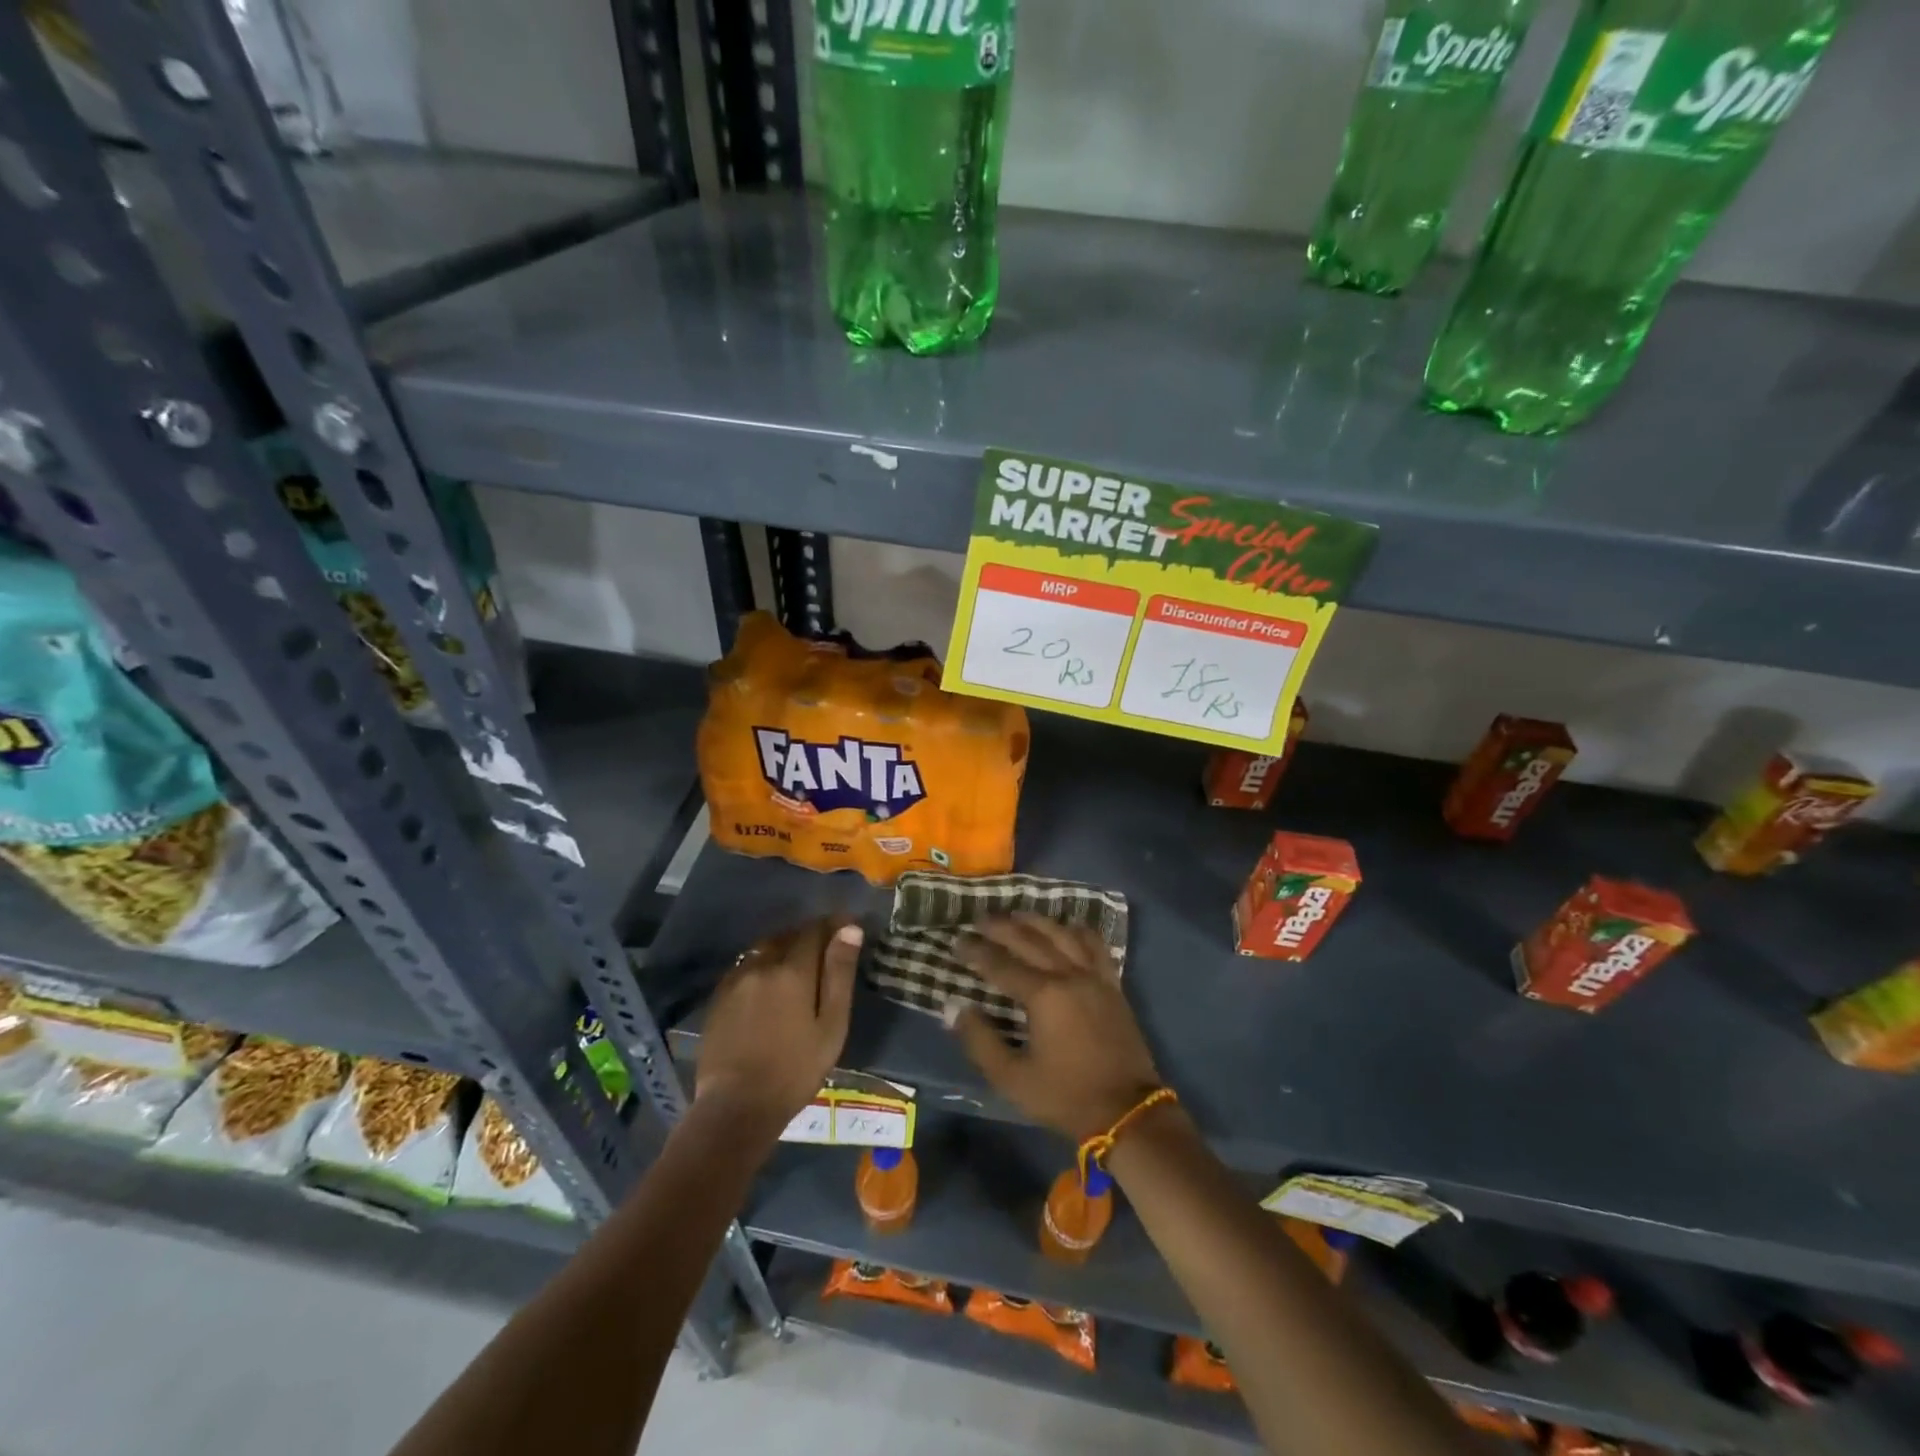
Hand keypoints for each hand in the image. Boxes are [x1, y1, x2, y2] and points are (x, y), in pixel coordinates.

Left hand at [695, 917, 861, 1136]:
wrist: (736, 1107)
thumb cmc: (795, 1070)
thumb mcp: (831, 1025)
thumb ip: (839, 974)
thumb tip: (850, 930)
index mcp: (793, 970)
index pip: (814, 930)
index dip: (832, 925)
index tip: (847, 926)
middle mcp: (761, 965)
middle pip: (787, 936)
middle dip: (807, 936)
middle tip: (824, 950)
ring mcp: (735, 980)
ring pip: (763, 949)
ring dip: (782, 949)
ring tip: (796, 966)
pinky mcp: (718, 997)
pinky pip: (744, 967)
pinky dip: (761, 966)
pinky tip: (767, 986)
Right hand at [946, 914, 1162, 1141]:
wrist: (1126, 1111)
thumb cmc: (1065, 1096)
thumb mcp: (1013, 1078)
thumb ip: (980, 1041)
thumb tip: (956, 1008)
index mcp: (1044, 995)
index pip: (1001, 964)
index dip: (976, 952)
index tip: (957, 941)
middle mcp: (1069, 975)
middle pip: (1030, 940)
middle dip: (1002, 928)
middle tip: (980, 919)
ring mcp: (1095, 977)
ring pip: (1063, 935)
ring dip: (1037, 921)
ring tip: (1017, 914)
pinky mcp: (1113, 985)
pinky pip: (1095, 946)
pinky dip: (1078, 931)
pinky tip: (1068, 927)